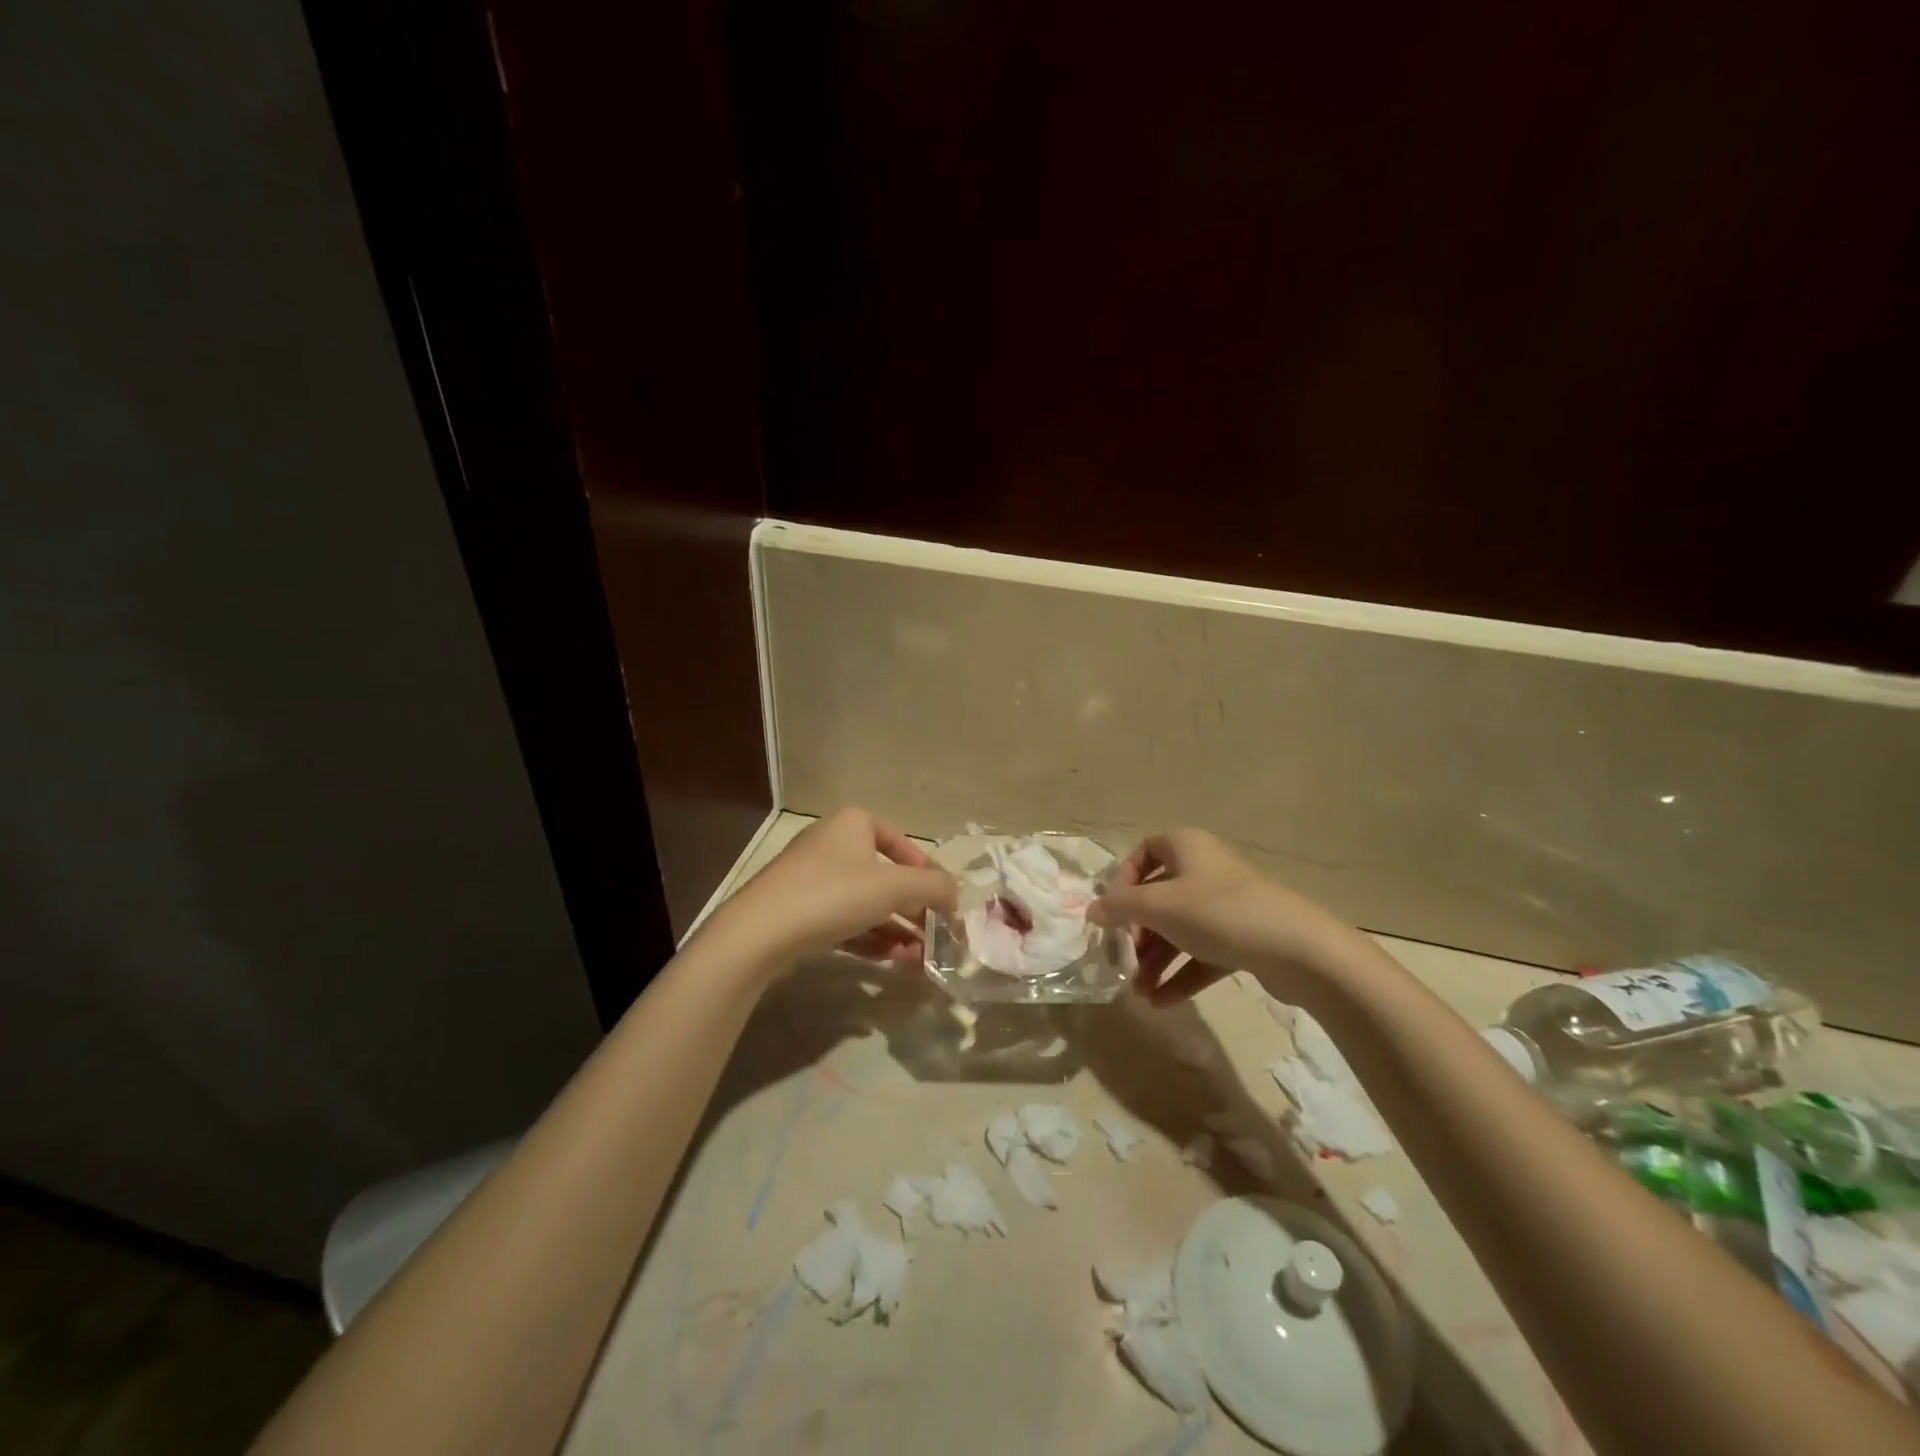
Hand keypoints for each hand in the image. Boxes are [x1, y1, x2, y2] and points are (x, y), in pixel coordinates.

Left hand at [707, 808, 958, 973]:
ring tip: (920, 960)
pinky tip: (893, 962)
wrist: (758, 934)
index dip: (926, 872)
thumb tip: (955, 895)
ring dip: (897, 930)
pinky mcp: (799, 912)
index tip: (942, 901)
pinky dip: (872, 938)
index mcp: (853, 824)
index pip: (901, 842)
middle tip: (936, 938)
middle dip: (914, 910)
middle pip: (886, 877)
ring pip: (867, 904)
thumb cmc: (832, 895)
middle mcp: (832, 844)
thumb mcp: (894, 887)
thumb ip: (934, 887)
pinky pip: (845, 921)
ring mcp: (812, 879)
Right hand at [1088, 829, 1356, 1004]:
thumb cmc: (1219, 913)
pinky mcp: (1243, 939)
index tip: (1113, 911)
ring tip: (1140, 993)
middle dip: (1138, 932)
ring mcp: (1227, 906)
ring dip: (1156, 960)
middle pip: (1160, 897)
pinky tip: (1162, 1003)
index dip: (1124, 879)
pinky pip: (1202, 954)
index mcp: (1187, 847)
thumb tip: (1090, 911)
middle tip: (1123, 959)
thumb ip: (1119, 908)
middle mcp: (1206, 870)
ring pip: (1180, 930)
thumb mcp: (1160, 907)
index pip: (1145, 851)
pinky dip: (1181, 975)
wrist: (1299, 950)